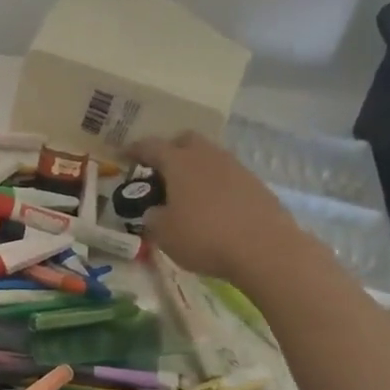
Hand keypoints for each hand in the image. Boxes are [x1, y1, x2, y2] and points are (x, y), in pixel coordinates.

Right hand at [127, 130, 303, 285]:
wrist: (265, 249)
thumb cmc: (204, 237)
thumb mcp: (163, 234)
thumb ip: (153, 217)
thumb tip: (155, 211)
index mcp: (179, 163)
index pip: (151, 147)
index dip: (135, 150)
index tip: (124, 155)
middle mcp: (207, 157)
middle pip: (186, 140)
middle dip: (170, 150)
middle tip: (160, 171)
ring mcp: (236, 168)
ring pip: (209, 157)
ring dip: (195, 168)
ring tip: (186, 193)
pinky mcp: (256, 184)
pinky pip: (227, 176)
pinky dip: (215, 184)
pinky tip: (212, 207)